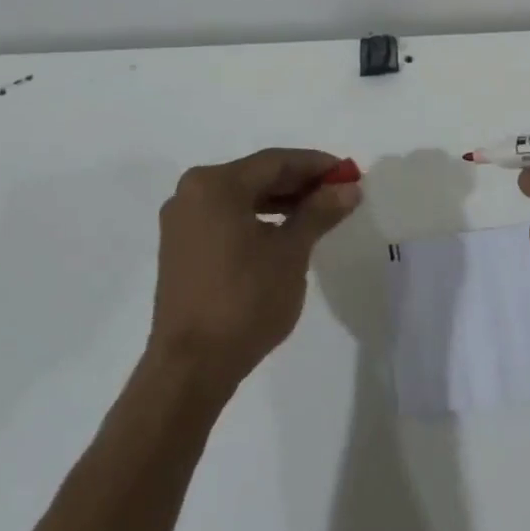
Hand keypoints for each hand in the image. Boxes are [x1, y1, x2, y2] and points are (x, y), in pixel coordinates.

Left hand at [150, 149, 361, 389]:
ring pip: (241, 198)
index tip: (349, 173)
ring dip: (280, 202)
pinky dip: (257, 219)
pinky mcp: (180, 248)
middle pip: (256, 176)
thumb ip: (319, 212)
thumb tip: (349, 188)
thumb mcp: (291, 252)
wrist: (191, 368)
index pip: (276, 162)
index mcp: (215, 184)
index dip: (316, 165)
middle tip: (338, 192)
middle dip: (299, 183)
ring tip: (318, 213)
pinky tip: (285, 233)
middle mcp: (192, 192)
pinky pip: (226, 218)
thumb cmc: (245, 300)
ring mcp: (181, 222)